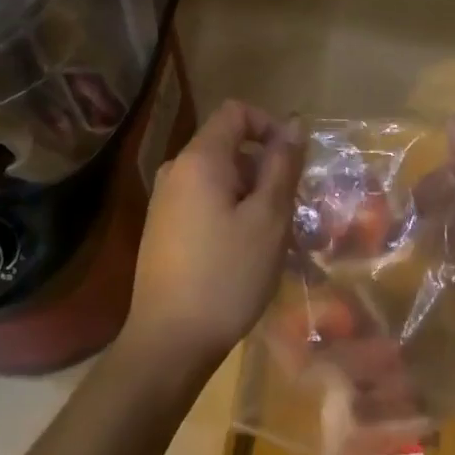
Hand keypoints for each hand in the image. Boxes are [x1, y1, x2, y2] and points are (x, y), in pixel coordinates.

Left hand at [122, 100, 305, 373]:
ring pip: (218, 177)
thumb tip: (293, 125)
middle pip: (228, 146)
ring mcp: (164, 200)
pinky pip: (203, 200)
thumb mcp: (268, 219)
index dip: (269, 125)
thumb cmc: (226, 275)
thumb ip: (281, 166)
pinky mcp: (161, 227)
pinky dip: (229, 212)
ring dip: (250, 195)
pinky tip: (243, 253)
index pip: (236, 112)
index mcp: (199, 159)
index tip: (292, 163)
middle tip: (288, 211)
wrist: (168, 342)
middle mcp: (175, 170)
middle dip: (263, 168)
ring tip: (270, 238)